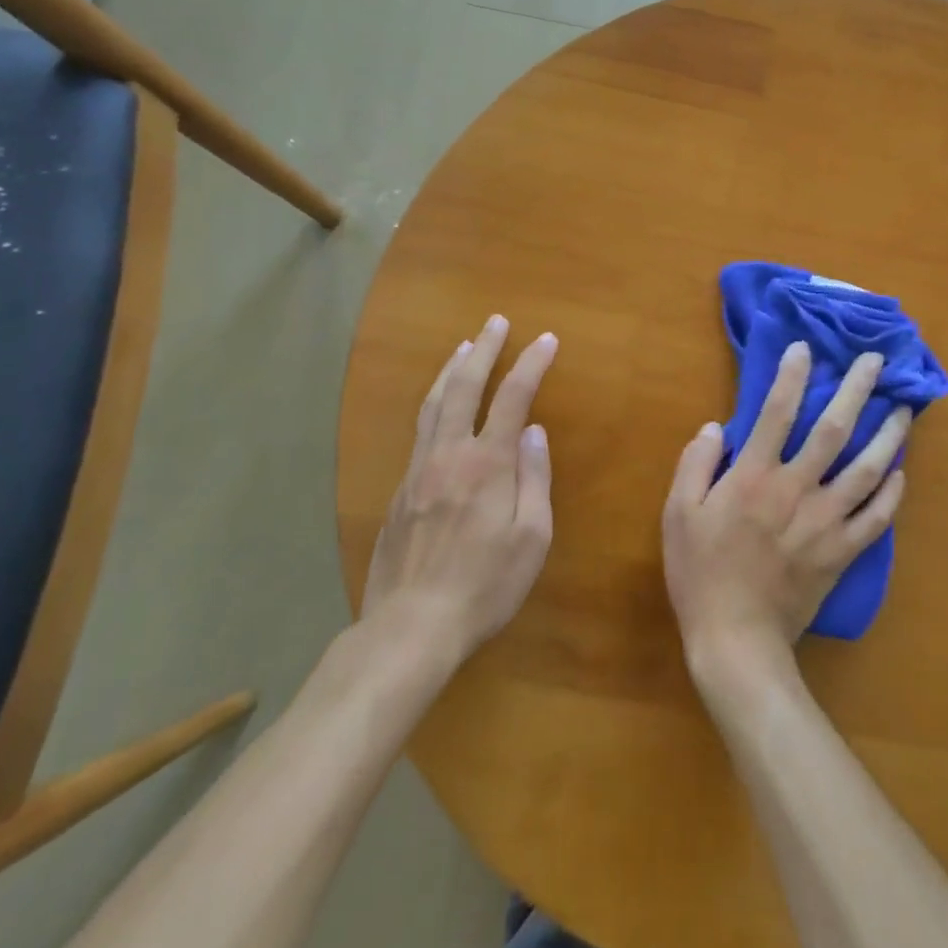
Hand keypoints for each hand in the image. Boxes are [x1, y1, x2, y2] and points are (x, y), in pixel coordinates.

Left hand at [362, 315, 557, 663]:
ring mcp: (419, 470)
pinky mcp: (401, 489)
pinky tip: (439, 403)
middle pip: (465, 386)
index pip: (513, 398)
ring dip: (452, 368)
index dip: (531, 364)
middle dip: (484, 349)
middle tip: (496, 321)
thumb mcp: (531, 538)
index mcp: (487, 464)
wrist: (410, 626)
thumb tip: (534, 432)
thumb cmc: (485, 585)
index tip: (546, 339)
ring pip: (434, 403)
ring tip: (464, 344)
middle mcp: (449, 455)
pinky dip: (434, 401)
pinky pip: (420, 429)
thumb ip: (534, 479)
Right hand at [663, 342, 908, 684]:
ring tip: (905, 410)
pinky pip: (876, 519)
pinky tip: (900, 474)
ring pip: (867, 470)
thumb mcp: (678, 514)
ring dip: (888, 436)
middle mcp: (796, 488)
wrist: (736, 639)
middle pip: (833, 430)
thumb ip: (695, 465)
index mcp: (753, 476)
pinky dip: (892, 495)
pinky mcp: (842, 552)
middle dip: (856, 390)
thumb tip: (715, 427)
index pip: (776, 412)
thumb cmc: (701, 573)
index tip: (805, 348)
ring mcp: (825, 521)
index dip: (791, 376)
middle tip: (877, 361)